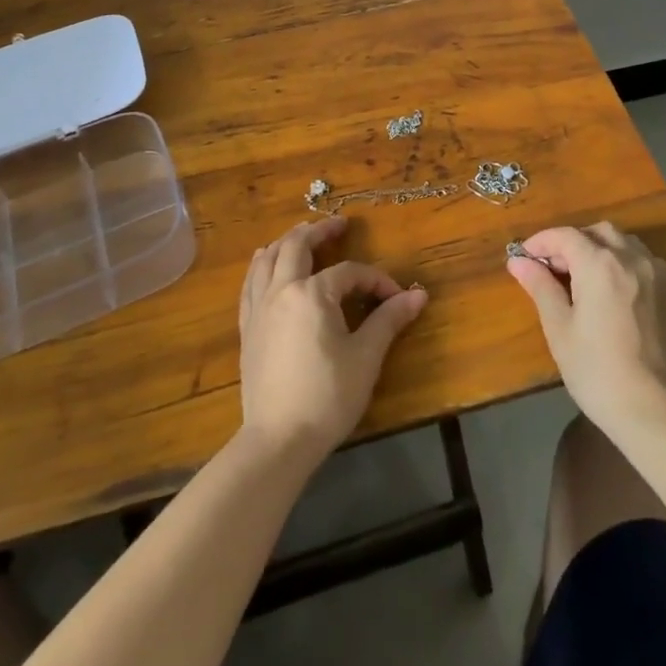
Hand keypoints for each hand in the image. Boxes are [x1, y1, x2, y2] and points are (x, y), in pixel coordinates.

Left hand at [238, 215, 428, 459]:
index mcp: (312, 293)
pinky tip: (265, 267)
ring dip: (285, 242)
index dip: (375, 280)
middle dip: (319, 231)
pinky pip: (250, 284)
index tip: (395, 298)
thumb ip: (389, 320)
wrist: (278, 440)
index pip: (349, 272)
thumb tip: (418, 295)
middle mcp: (281, 290)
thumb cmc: (327, 396)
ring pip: (267, 259)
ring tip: (300, 236)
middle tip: (338, 225)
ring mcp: (259, 308)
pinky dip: (261, 266)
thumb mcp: (366, 357)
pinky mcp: (248, 329)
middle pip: (296, 246)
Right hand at [506, 222, 665, 436]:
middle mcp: (630, 258)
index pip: (565, 236)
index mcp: (600, 264)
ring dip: (597, 247)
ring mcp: (654, 273)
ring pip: (621, 242)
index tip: (523, 258)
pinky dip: (620, 260)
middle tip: (551, 269)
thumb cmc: (598, 371)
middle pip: (596, 232)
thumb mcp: (560, 329)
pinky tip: (609, 288)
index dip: (541, 242)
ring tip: (579, 276)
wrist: (655, 410)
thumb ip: (540, 287)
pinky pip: (640, 259)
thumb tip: (518, 262)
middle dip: (570, 242)